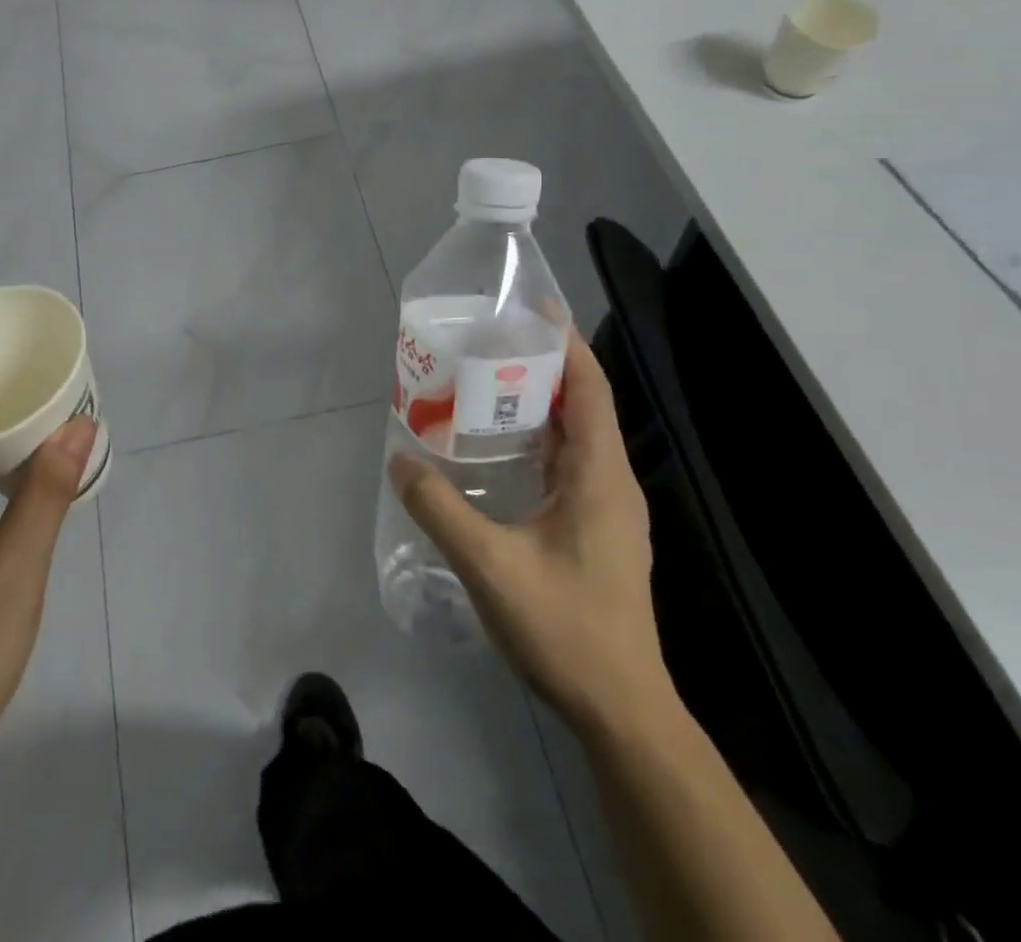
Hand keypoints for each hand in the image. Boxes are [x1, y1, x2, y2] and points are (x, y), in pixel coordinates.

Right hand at [390, 332, 671, 736]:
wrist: (621, 711)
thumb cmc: (565, 629)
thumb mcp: (490, 566)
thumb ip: (440, 509)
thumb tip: (400, 460)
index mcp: (601, 475)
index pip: (591, 387)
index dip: (565, 342)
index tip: (529, 309)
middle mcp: (612, 482)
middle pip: (582, 404)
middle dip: (540, 366)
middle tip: (485, 344)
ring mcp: (608, 509)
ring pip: (575, 436)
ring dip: (536, 405)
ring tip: (482, 386)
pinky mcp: (598, 530)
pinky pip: (569, 465)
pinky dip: (537, 442)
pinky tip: (497, 452)